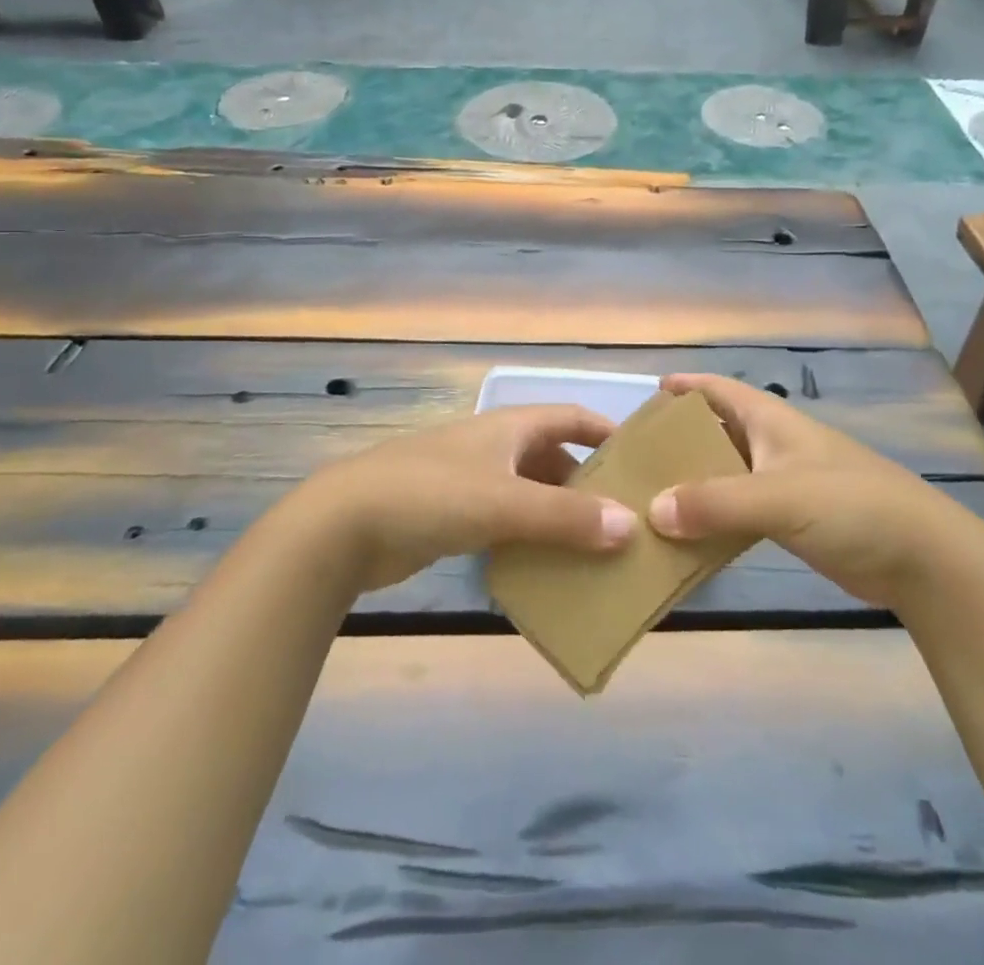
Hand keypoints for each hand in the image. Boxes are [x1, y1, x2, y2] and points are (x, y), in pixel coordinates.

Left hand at [298, 406, 636, 592]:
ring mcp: (469, 481)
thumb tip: (629, 525)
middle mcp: (493, 447)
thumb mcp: (503, 502)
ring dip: (558, 514)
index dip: (605, 430)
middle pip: (552, 457)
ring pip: (528, 492)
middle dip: (587, 483)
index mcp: (509, 428)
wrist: (343, 526)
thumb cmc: (430, 495)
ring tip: (595, 548)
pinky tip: (544, 567)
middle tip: (624, 517)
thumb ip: (565, 516)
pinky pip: (504, 521)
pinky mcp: (450, 516)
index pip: (569, 416)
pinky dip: (527, 537)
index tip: (640, 458)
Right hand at [647, 375, 965, 606]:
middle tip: (634, 460)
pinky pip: (739, 510)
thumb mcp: (779, 497)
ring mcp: (783, 482)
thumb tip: (652, 511)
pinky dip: (713, 518)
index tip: (648, 394)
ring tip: (649, 500)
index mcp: (770, 420)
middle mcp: (772, 444)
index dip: (685, 386)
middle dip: (678, 441)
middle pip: (715, 432)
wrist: (922, 558)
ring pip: (724, 474)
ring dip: (692, 484)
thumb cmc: (851, 505)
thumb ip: (715, 503)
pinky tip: (687, 537)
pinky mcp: (792, 519)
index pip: (719, 389)